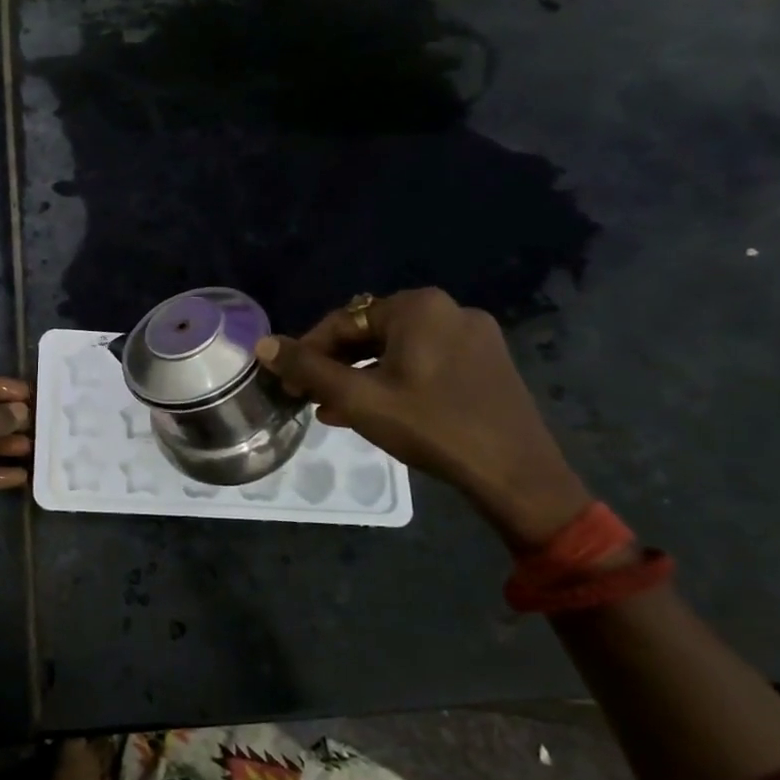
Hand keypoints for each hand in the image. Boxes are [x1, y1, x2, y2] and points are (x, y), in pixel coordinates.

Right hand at [254, 290, 590, 548]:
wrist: (515, 473)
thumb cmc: (430, 427)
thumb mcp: (357, 399)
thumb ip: (307, 369)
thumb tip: (264, 344)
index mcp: (419, 307)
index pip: (344, 320)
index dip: (308, 350)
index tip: (287, 381)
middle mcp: (449, 310)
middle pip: (372, 333)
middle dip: (336, 365)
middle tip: (309, 397)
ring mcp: (475, 337)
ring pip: (399, 351)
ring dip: (362, 376)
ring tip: (335, 409)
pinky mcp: (488, 364)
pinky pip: (427, 364)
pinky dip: (395, 381)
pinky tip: (378, 411)